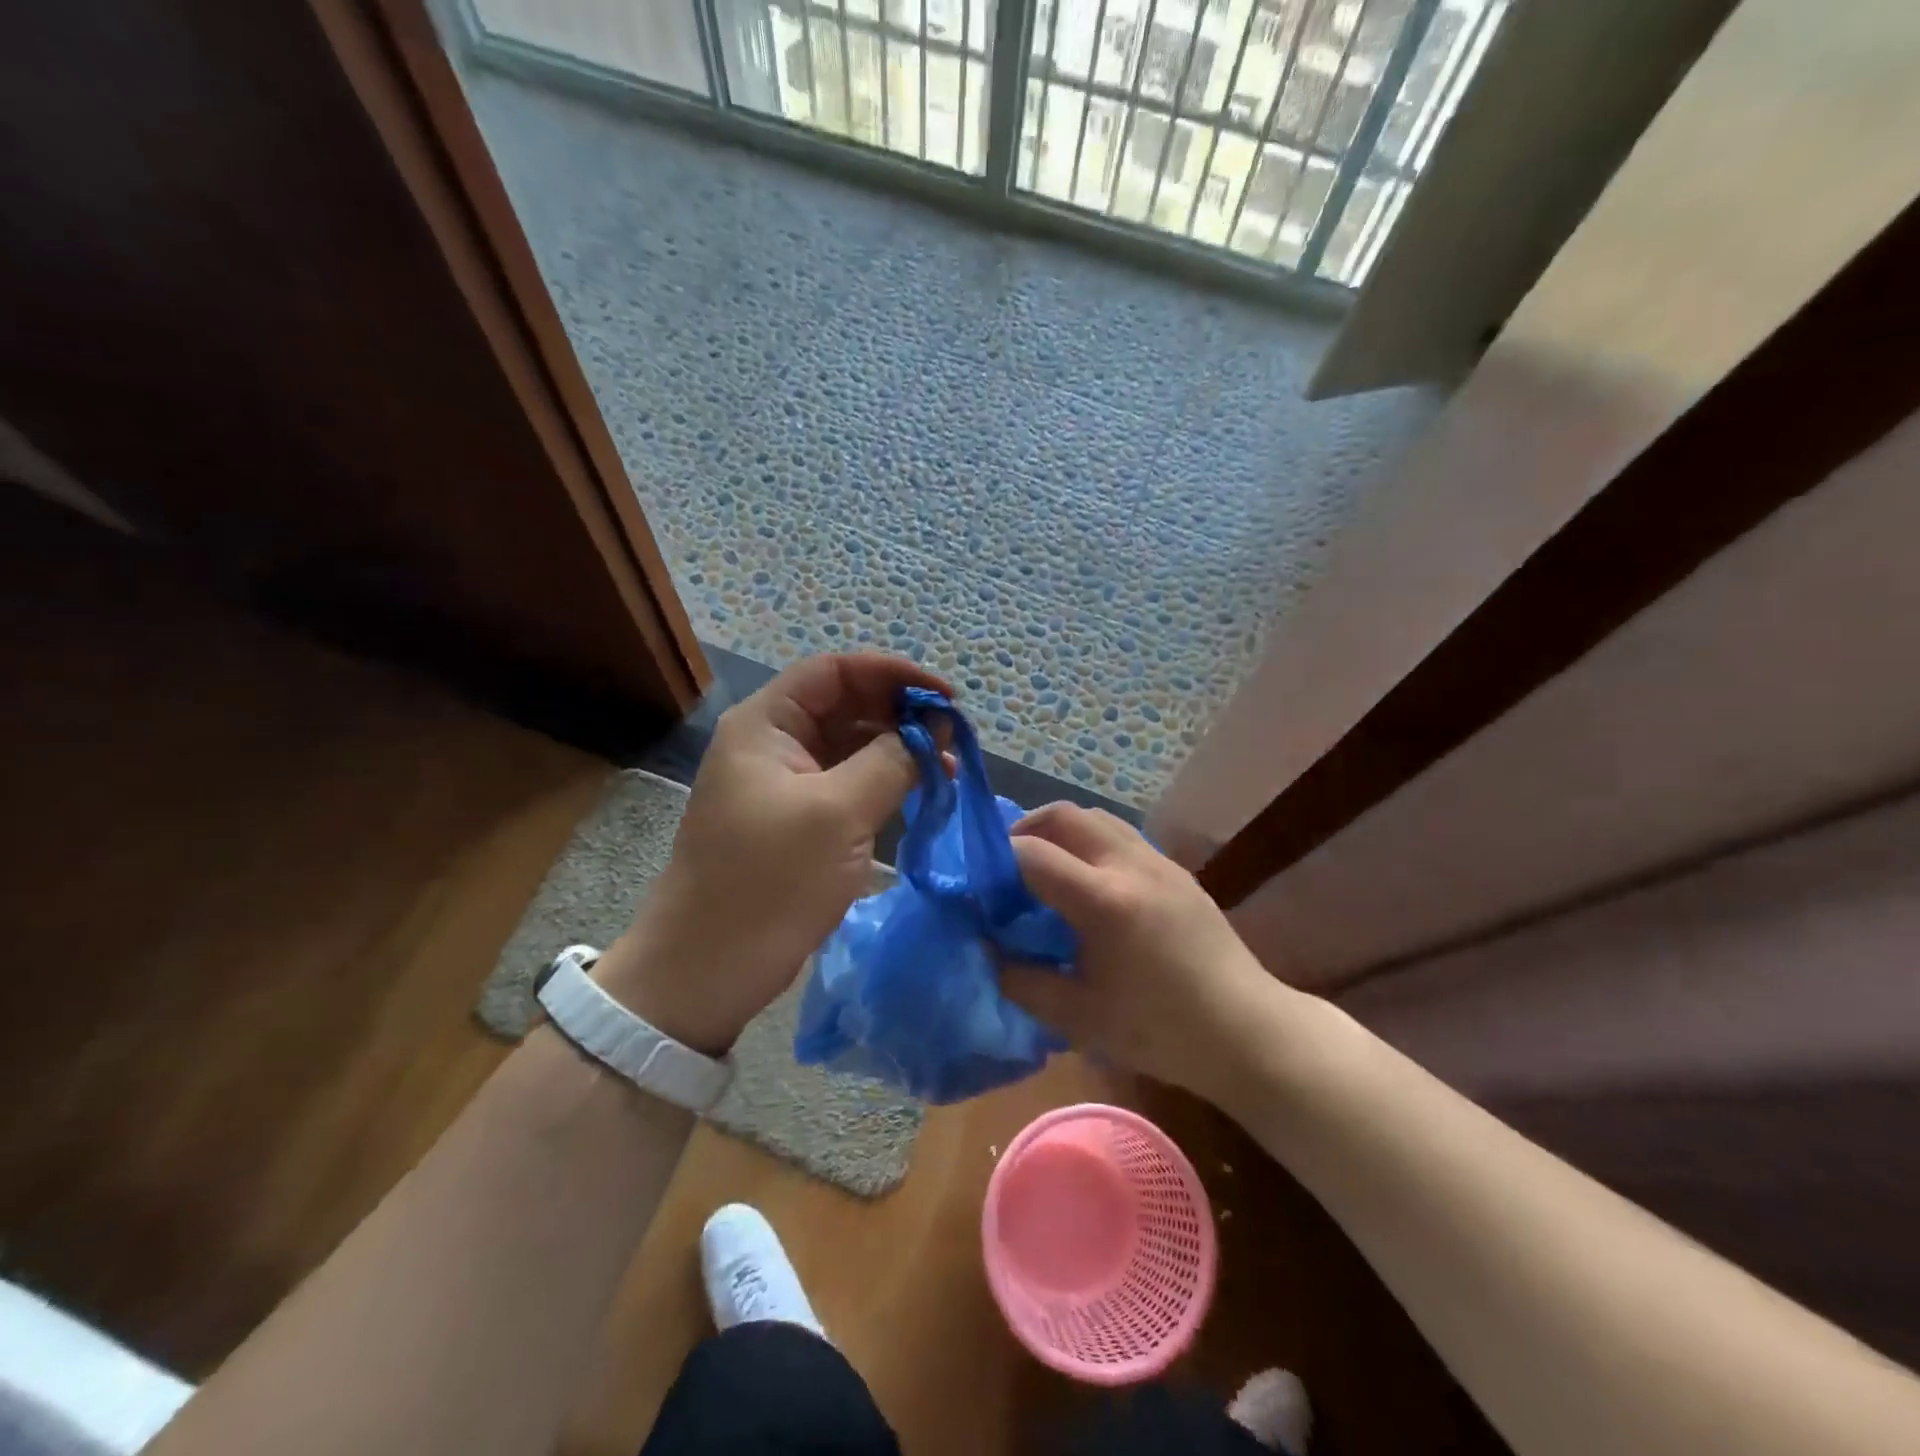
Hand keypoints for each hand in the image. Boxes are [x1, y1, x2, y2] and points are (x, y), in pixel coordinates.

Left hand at [596, 654, 950, 1053]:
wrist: (707, 970)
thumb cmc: (769, 882)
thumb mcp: (838, 814)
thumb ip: (892, 761)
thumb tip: (933, 731)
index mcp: (766, 724)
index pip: (835, 671)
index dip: (892, 674)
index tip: (945, 698)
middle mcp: (773, 743)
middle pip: (845, 705)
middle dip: (900, 715)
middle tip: (952, 739)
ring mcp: (785, 784)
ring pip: (851, 746)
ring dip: (899, 751)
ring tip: (947, 769)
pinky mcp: (797, 820)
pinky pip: (848, 784)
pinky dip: (885, 783)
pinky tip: (922, 795)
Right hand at [997, 803, 1280, 1096]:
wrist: (1247, 1032)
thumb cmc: (1161, 1031)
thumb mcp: (1080, 1017)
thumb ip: (1022, 981)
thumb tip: (985, 951)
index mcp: (1104, 901)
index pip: (1031, 853)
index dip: (994, 861)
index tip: (978, 885)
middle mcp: (1130, 865)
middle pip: (1064, 815)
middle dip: (1025, 829)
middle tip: (1005, 865)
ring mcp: (1158, 862)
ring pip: (1096, 817)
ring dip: (1061, 830)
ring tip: (1045, 866)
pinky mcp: (1176, 870)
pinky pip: (1121, 835)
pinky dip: (1091, 841)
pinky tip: (1089, 882)